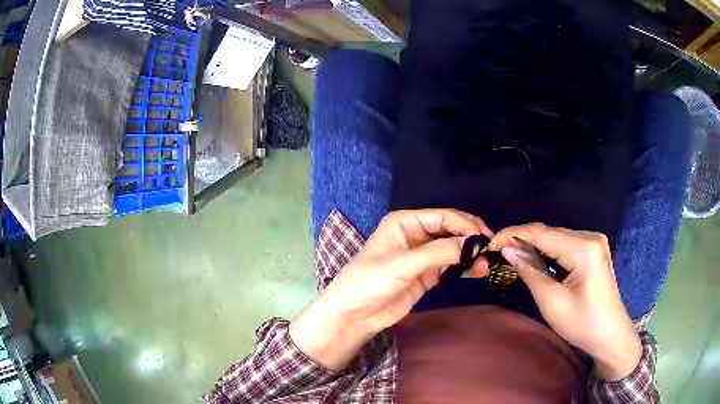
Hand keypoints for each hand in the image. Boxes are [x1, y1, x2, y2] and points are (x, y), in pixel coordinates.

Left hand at [290, 209, 491, 370]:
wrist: (355, 314)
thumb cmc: (371, 281)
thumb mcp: (403, 264)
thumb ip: (439, 253)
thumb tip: (474, 244)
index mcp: (405, 222)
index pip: (442, 217)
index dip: (464, 224)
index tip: (484, 237)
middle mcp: (416, 234)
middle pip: (450, 230)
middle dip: (470, 237)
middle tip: (490, 247)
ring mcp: (422, 255)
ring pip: (453, 248)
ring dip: (470, 253)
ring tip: (487, 262)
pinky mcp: (427, 274)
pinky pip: (450, 266)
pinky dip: (464, 267)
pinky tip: (477, 270)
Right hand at [491, 223, 641, 380]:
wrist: (611, 335)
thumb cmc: (582, 324)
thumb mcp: (552, 302)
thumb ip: (530, 272)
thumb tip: (508, 249)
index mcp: (584, 248)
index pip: (542, 232)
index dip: (514, 234)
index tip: (491, 242)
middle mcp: (591, 237)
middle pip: (550, 232)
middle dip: (523, 240)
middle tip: (499, 252)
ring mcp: (595, 242)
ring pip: (557, 237)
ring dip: (535, 246)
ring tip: (513, 256)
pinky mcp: (594, 250)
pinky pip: (566, 245)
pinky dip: (548, 251)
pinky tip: (537, 260)